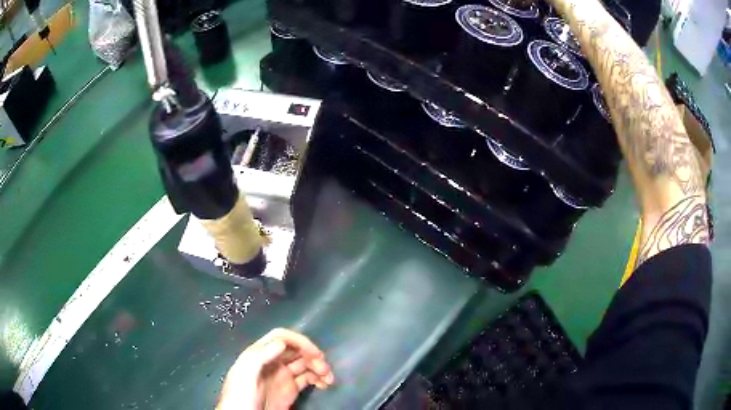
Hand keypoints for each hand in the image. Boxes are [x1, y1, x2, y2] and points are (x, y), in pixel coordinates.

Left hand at [216, 328, 334, 409]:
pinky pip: (307, 379)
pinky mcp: (289, 391)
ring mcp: (282, 377)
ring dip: (319, 367)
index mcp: (259, 354)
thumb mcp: (245, 374)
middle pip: (296, 350)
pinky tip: (324, 384)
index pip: (281, 338)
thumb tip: (281, 342)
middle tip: (325, 369)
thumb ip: (259, 357)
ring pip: (305, 364)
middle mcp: (272, 362)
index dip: (299, 341)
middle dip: (313, 356)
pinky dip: (318, 379)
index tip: (315, 353)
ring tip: (329, 379)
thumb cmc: (241, 396)